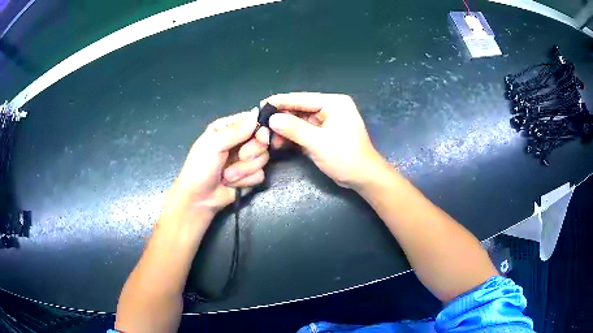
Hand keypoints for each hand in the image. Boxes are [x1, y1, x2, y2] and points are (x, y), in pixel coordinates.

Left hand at [163, 109, 269, 221]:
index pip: (252, 120)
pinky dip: (246, 181)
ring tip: (227, 176)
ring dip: (244, 170)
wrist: (199, 199)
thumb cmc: (200, 168)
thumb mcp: (214, 145)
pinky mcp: (250, 176)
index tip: (261, 137)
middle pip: (262, 140)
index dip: (260, 128)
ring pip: (263, 158)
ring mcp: (245, 160)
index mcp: (227, 129)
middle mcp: (238, 142)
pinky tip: (232, 184)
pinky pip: (260, 174)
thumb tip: (256, 116)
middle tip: (240, 157)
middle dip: (251, 152)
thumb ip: (236, 131)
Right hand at [264, 92, 385, 188]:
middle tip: (262, 125)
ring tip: (268, 138)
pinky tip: (279, 142)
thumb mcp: (318, 142)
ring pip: (300, 121)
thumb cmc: (345, 157)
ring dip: (285, 130)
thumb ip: (294, 129)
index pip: (302, 98)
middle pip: (300, 109)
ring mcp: (327, 121)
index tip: (261, 104)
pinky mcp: (324, 134)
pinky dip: (293, 137)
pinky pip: (305, 131)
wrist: (363, 177)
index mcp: (334, 103)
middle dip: (281, 118)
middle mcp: (331, 108)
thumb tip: (272, 119)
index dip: (281, 101)